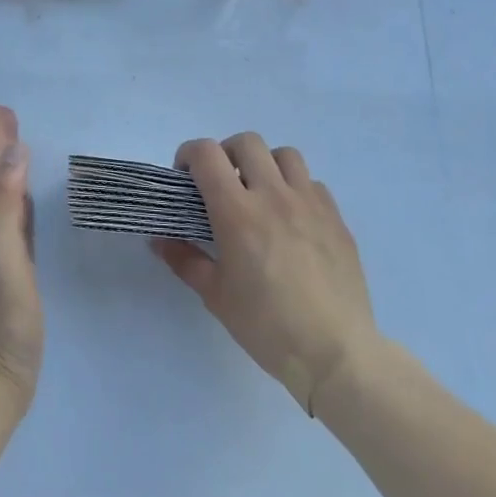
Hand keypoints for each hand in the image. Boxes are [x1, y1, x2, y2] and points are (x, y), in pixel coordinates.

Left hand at [0, 104, 43, 407]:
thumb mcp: (0, 251)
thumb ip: (3, 201)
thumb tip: (14, 148)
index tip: (0, 107)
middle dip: (2, 147)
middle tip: (9, 116)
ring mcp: (4, 252)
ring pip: (7, 198)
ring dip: (11, 169)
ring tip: (20, 146)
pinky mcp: (19, 271)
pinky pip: (21, 222)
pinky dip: (24, 202)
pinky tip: (31, 203)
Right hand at [153, 134, 378, 413]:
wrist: (336, 354)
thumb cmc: (267, 327)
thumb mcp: (215, 296)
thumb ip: (185, 260)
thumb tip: (159, 240)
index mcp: (238, 212)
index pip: (207, 154)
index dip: (189, 154)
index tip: (186, 177)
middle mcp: (274, 196)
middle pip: (247, 143)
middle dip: (226, 154)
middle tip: (222, 184)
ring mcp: (310, 204)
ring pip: (285, 155)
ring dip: (265, 165)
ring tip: (260, 194)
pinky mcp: (336, 218)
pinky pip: (313, 184)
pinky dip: (296, 189)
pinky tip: (292, 219)